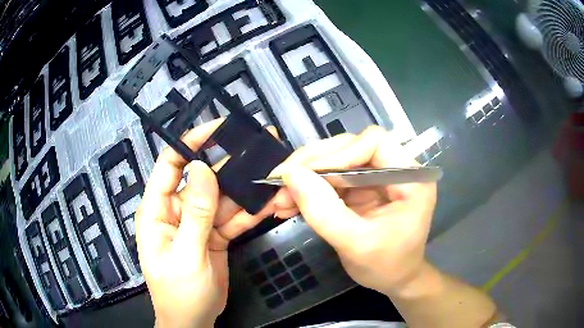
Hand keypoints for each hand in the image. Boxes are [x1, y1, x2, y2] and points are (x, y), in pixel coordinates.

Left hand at [136, 119, 285, 326]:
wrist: (194, 321)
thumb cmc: (178, 293)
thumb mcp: (185, 255)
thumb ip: (194, 214)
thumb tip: (201, 169)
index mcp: (157, 210)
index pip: (170, 164)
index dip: (191, 143)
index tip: (217, 128)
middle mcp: (177, 210)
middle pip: (203, 178)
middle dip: (229, 163)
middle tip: (258, 147)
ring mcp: (198, 222)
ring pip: (223, 197)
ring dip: (245, 188)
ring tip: (270, 172)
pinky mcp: (214, 234)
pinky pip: (232, 217)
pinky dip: (249, 211)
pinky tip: (267, 201)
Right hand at [270, 126, 437, 295]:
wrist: (392, 278)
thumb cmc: (386, 265)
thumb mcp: (356, 244)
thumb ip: (324, 211)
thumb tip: (291, 175)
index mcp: (410, 177)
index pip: (374, 142)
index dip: (339, 153)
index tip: (306, 174)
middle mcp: (393, 168)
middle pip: (349, 147)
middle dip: (312, 164)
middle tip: (279, 182)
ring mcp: (375, 176)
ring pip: (334, 160)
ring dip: (304, 177)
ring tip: (279, 199)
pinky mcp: (359, 187)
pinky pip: (329, 178)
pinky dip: (307, 189)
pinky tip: (288, 204)